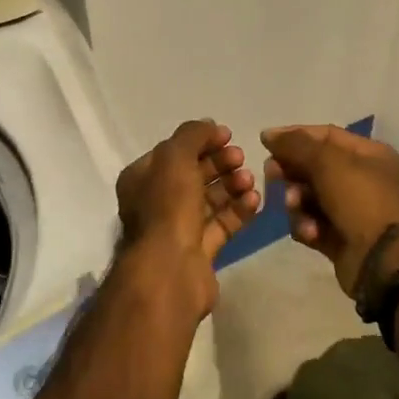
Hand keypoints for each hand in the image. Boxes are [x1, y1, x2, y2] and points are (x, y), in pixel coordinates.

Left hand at [115, 120, 260, 314]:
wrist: (169, 271)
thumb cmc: (167, 207)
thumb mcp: (175, 157)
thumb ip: (192, 135)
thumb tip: (209, 127)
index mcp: (142, 178)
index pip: (174, 152)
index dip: (200, 141)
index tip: (228, 135)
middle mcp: (157, 202)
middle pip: (193, 175)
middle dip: (219, 163)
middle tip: (241, 158)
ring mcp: (178, 229)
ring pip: (209, 200)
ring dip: (231, 186)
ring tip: (250, 180)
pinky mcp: (199, 252)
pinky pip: (221, 225)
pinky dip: (238, 211)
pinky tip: (255, 200)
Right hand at [262, 125, 398, 298]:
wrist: (383, 260)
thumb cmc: (360, 199)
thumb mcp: (327, 161)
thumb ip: (295, 145)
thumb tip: (268, 135)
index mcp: (367, 154)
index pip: (325, 135)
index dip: (295, 135)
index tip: (266, 142)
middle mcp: (360, 179)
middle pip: (313, 166)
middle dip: (292, 171)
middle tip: (274, 175)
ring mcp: (350, 210)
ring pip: (308, 197)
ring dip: (297, 201)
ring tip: (296, 207)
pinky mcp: (338, 238)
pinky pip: (311, 224)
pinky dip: (306, 226)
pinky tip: (310, 232)